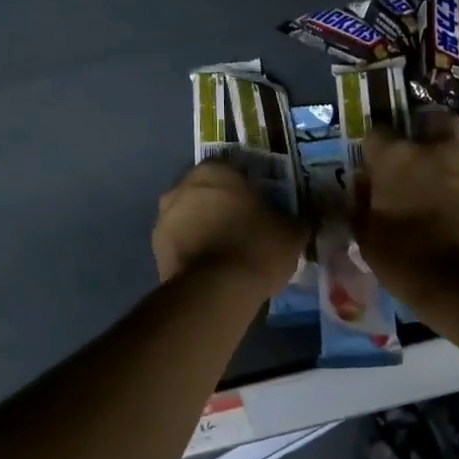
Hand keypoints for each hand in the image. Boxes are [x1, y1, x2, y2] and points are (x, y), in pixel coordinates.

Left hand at [152, 161, 304, 295]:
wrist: (216, 290)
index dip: (248, 186)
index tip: (261, 203)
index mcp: (216, 171)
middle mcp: (182, 187)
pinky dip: (195, 251)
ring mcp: (164, 219)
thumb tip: (301, 220)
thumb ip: (295, 220)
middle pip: (207, 192)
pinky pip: (182, 244)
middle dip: (222, 206)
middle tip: (245, 226)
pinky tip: (214, 268)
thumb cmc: (257, 247)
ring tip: (228, 251)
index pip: (233, 168)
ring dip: (205, 228)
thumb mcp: (292, 232)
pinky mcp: (156, 250)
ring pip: (190, 217)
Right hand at [355, 108, 458, 307]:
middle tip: (423, 153)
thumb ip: (363, 205)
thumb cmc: (407, 263)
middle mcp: (437, 148)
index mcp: (396, 160)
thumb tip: (364, 186)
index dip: (377, 148)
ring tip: (458, 164)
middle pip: (431, 119)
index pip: (377, 133)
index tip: (377, 164)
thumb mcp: (368, 240)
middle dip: (425, 130)